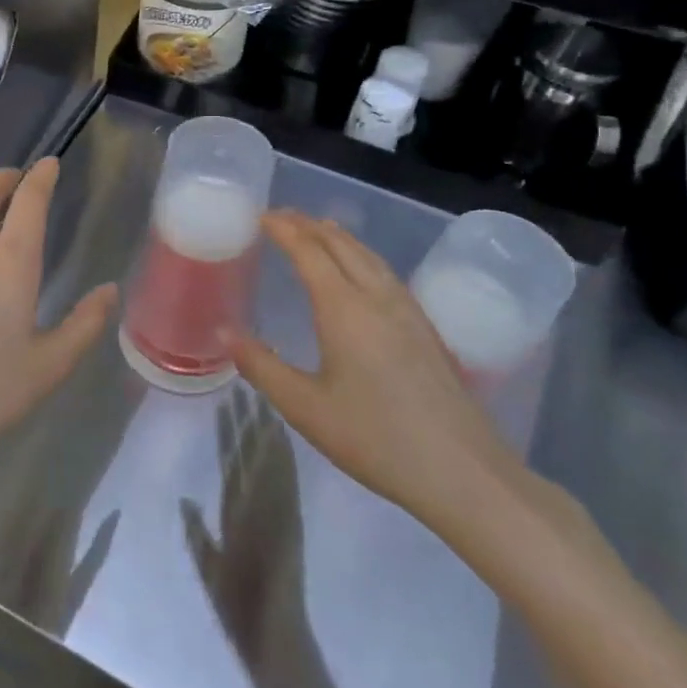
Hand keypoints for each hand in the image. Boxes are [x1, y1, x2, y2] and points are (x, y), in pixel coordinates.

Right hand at [229, 211, 520, 525]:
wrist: (462, 472)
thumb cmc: (375, 438)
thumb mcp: (305, 407)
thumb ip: (261, 365)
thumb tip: (224, 331)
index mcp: (344, 309)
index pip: (309, 251)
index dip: (284, 229)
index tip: (261, 215)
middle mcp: (377, 298)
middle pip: (341, 245)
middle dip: (309, 225)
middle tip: (281, 218)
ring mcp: (408, 311)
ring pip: (369, 256)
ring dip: (338, 237)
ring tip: (317, 230)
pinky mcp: (426, 328)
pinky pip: (386, 273)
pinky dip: (361, 256)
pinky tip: (361, 272)